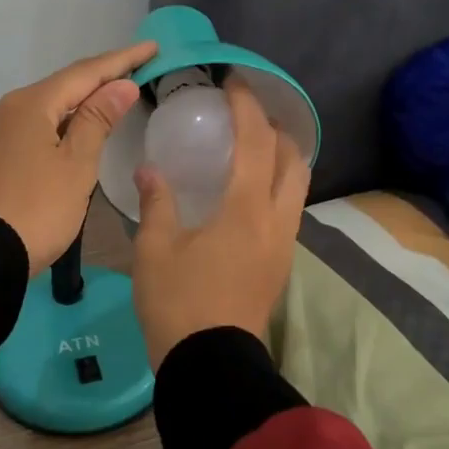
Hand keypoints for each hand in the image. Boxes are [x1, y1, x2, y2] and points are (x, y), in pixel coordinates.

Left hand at [0, 42, 158, 273]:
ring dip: (74, 106)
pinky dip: (52, 127)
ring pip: (40, 111)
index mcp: (29, 105)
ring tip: (105, 104)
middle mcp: (2, 110)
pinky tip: (65, 136)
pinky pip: (24, 131)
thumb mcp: (76, 166)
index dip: (121, 60)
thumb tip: (119, 85)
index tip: (151, 48)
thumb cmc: (37, 209)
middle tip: (133, 73)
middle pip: (59, 88)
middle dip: (96, 81)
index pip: (84, 73)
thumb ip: (97, 120)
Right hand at [133, 77, 310, 362]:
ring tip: (250, 149)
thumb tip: (150, 170)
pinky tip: (247, 193)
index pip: (256, 142)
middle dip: (275, 128)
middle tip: (246, 116)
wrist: (210, 365)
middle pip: (293, 159)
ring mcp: (284, 244)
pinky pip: (289, 209)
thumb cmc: (178, 303)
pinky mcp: (281, 264)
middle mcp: (276, 220)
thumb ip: (157, 202)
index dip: (247, 107)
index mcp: (245, 209)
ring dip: (282, 158)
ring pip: (298, 186)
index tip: (234, 83)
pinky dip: (277, 185)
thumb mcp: (155, 249)